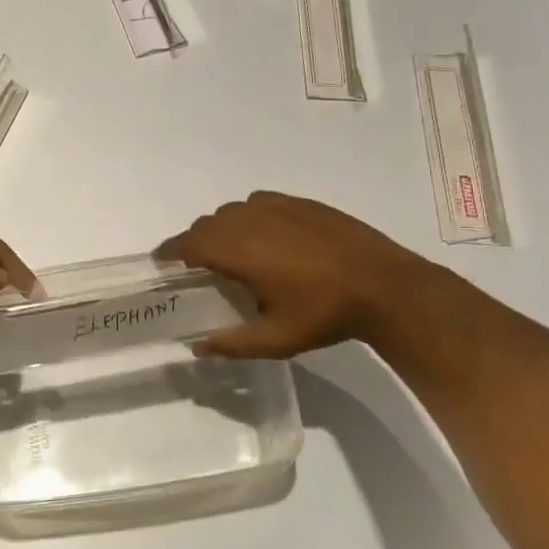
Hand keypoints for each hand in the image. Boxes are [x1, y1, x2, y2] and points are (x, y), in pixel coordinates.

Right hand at [157, 191, 428, 358]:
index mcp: (237, 249)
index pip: (187, 243)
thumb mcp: (275, 339)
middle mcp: (248, 219)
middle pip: (206, 225)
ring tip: (235, 255)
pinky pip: (258, 203)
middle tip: (201, 269)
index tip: (162, 264)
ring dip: (223, 230)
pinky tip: (267, 239)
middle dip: (196, 244)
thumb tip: (197, 346)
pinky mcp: (299, 202)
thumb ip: (230, 343)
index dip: (169, 252)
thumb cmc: (324, 313)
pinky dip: (250, 218)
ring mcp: (276, 206)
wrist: (385, 285)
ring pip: (231, 212)